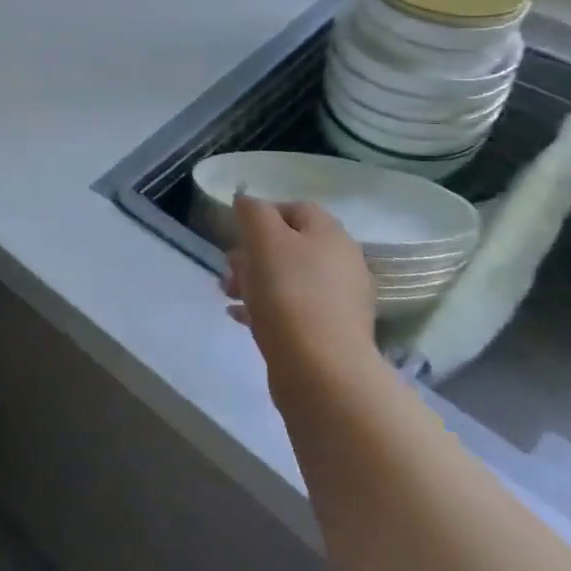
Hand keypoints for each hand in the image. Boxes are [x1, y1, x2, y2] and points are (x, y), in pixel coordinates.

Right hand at [223, 195, 377, 388]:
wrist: (321, 370)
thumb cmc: (289, 294)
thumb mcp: (264, 240)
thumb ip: (253, 213)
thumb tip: (247, 201)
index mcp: (331, 235)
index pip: (297, 209)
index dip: (263, 214)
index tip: (236, 231)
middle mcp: (342, 264)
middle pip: (292, 246)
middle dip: (254, 252)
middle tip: (228, 266)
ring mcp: (338, 302)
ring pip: (289, 279)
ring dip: (255, 280)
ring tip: (228, 293)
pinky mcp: (329, 334)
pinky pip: (291, 310)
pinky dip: (264, 308)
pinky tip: (239, 317)